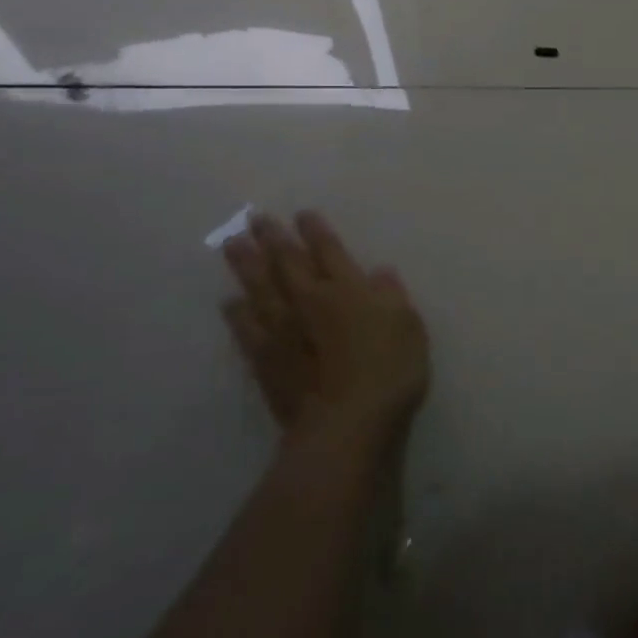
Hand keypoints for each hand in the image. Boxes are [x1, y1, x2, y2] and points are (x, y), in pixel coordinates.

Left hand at [220, 211, 430, 456]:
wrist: (346, 423)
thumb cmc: (389, 369)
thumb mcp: (408, 326)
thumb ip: (391, 295)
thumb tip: (378, 273)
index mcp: (347, 290)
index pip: (329, 252)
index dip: (316, 233)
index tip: (302, 215)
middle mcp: (310, 302)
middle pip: (287, 264)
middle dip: (273, 239)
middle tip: (256, 219)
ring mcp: (283, 332)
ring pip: (260, 290)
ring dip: (246, 267)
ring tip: (233, 245)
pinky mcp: (265, 362)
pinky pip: (246, 330)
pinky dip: (237, 314)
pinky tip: (230, 302)